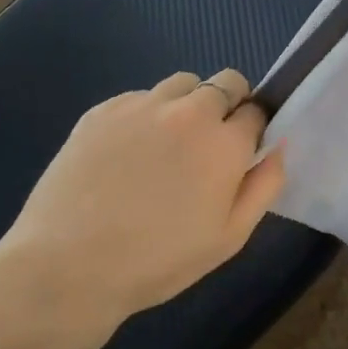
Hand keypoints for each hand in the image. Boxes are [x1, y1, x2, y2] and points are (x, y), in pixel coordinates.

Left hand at [0, 70, 285, 341]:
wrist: (68, 267)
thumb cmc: (158, 261)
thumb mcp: (230, 237)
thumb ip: (265, 185)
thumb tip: (279, 146)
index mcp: (225, 143)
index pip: (257, 110)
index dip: (253, 130)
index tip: (240, 154)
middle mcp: (188, 112)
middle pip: (226, 82)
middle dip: (228, 106)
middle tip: (208, 147)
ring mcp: (141, 105)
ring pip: (182, 83)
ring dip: (188, 104)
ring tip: (167, 146)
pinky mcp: (101, 110)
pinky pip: (139, 97)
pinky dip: (146, 115)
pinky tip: (127, 154)